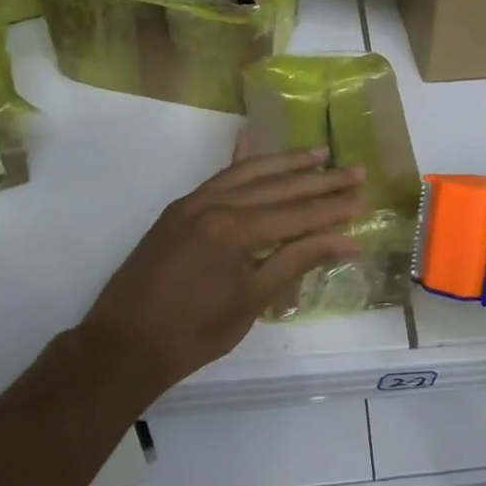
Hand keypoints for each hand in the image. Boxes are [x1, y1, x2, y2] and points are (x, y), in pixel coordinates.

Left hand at [81, 147, 363, 393]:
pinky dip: (240, 161)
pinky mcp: (179, 208)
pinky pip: (218, 176)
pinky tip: (250, 140)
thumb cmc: (194, 333)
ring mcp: (194, 202)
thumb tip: (347, 241)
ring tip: (319, 153)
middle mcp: (215, 204)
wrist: (122, 345)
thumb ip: (298, 261)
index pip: (296, 213)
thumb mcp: (253, 300)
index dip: (332, 209)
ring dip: (286, 162)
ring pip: (248, 173)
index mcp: (235, 230)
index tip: (363, 198)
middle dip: (319, 180)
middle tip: (355, 169)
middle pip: (278, 187)